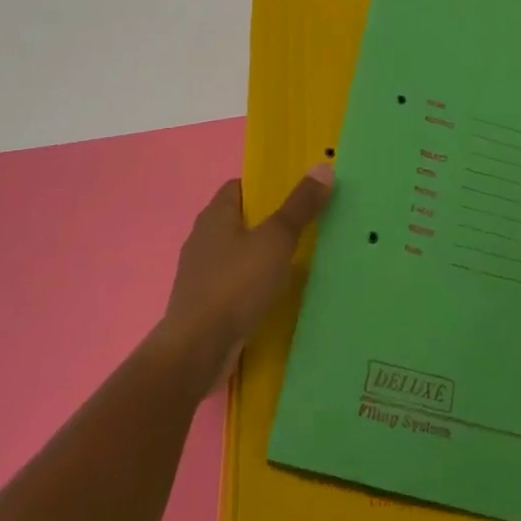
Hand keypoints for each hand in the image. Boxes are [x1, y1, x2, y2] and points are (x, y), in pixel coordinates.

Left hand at [157, 164, 333, 386]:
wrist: (196, 352)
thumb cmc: (236, 285)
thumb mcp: (276, 240)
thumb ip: (299, 206)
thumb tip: (323, 167)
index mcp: (215, 215)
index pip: (240, 186)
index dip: (267, 187)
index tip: (297, 196)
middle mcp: (203, 238)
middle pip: (241, 220)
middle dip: (270, 223)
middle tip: (306, 227)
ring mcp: (200, 274)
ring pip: (238, 254)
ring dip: (262, 257)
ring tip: (296, 263)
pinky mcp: (204, 305)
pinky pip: (234, 284)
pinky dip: (253, 285)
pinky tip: (274, 296)